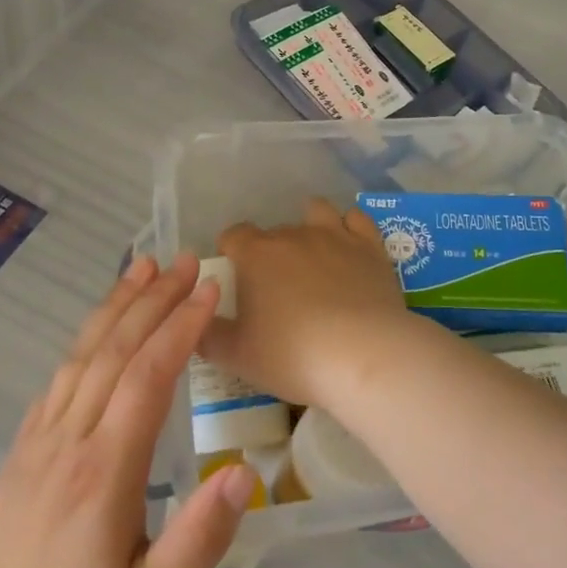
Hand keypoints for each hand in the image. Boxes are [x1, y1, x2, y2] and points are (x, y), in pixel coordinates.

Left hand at [0, 254, 258, 567]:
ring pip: (81, 355)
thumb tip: (242, 474)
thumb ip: (199, 540)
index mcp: (103, 473)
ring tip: (144, 267)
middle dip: (153, 298)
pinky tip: (101, 326)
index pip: (147, 377)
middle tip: (186, 259)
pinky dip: (85, 339)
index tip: (210, 289)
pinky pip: (57, 379)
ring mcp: (38, 442)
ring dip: (116, 306)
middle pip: (114, 351)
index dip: (180, 327)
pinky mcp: (20, 451)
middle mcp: (68, 442)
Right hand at [203, 198, 416, 412]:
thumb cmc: (292, 356)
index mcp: (256, 255)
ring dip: (309, 226)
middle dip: (270, 252)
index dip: (230, 251)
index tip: (235, 276)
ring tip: (312, 256)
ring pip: (316, 211)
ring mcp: (334, 235)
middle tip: (276, 288)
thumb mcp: (236, 356)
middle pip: (273, 231)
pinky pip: (356, 219)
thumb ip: (208, 334)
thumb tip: (197, 319)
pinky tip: (348, 246)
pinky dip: (349, 227)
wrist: (363, 355)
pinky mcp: (369, 245)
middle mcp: (293, 234)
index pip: (233, 235)